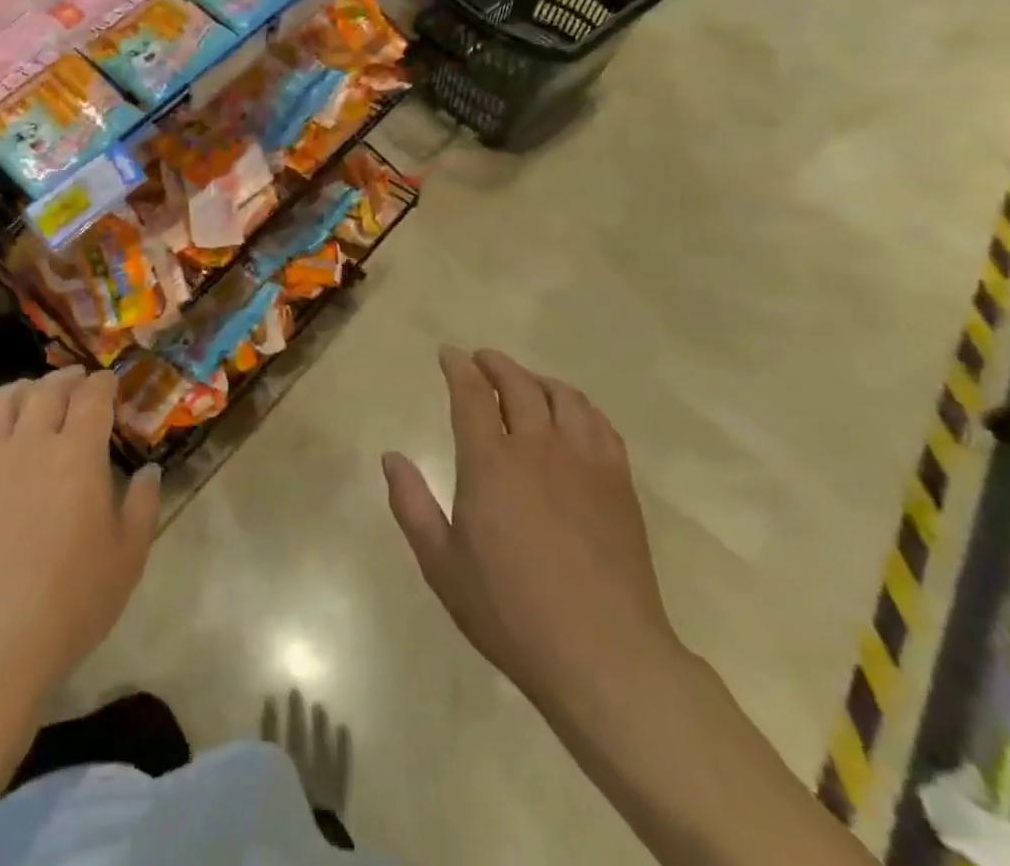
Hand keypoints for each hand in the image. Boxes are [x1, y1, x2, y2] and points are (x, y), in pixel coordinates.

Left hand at [0, 367, 160, 698]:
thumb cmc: (67, 605)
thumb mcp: (126, 560)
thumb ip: (143, 507)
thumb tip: (151, 470)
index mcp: (77, 454)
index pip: (92, 398)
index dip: (103, 384)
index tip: (109, 382)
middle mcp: (29, 443)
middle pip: (46, 391)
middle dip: (66, 379)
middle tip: (75, 381)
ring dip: (20, 389)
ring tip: (29, 393)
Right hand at [383, 347, 679, 724]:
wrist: (603, 654)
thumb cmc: (510, 611)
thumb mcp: (442, 565)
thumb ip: (411, 505)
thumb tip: (391, 458)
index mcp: (490, 462)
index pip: (471, 394)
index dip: (458, 367)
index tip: (449, 354)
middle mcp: (537, 447)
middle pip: (518, 384)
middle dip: (495, 365)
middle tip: (481, 360)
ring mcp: (584, 462)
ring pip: (563, 397)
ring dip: (538, 379)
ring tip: (526, 382)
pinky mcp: (619, 482)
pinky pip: (599, 424)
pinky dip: (579, 406)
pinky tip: (573, 416)